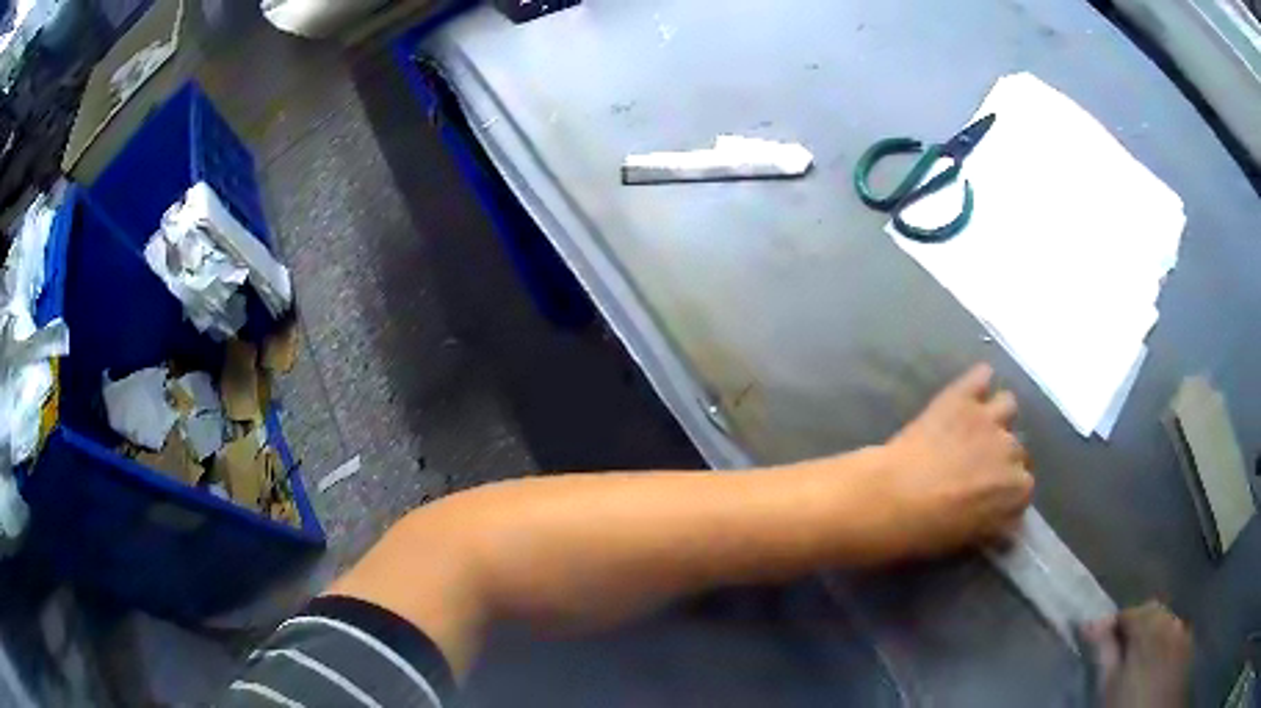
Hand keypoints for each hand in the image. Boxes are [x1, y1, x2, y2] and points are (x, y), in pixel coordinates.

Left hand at [874, 363, 1033, 557]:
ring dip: (997, 417)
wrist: (891, 498)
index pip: (1024, 488)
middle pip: (1016, 449)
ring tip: (976, 428)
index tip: (991, 498)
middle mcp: (1012, 450)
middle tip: (977, 468)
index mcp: (1017, 490)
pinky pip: (981, 376)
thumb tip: (1004, 522)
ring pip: (1008, 406)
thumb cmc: (926, 531)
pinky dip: (978, 382)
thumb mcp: (969, 539)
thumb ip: (994, 524)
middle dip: (1001, 458)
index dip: (1007, 493)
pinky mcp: (962, 397)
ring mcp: (988, 419)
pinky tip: (970, 391)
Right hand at [1081, 602, 1192, 707]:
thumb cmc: (1130, 704)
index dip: (1110, 625)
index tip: (1094, 640)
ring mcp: (1184, 629)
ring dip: (1151, 635)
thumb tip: (1091, 623)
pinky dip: (1164, 644)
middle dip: (1135, 627)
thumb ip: (1105, 651)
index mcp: (1149, 623)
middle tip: (1118, 653)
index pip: (1126, 613)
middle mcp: (1170, 617)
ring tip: (1138, 662)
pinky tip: (1156, 666)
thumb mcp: (1111, 684)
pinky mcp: (1189, 643)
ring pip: (1165, 623)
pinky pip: (1176, 635)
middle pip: (1151, 612)